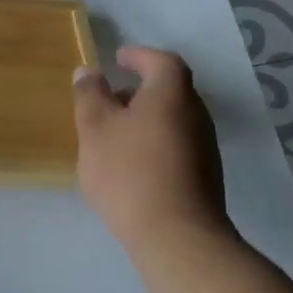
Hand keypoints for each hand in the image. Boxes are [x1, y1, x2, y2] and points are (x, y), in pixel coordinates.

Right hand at [73, 46, 230, 252]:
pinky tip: (131, 165)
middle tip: (110, 98)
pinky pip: (176, 145)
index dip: (140, 56)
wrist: (176, 236)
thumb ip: (90, 95)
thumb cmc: (129, 171)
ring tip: (114, 134)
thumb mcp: (95, 128)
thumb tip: (88, 71)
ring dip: (146, 118)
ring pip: (172, 119)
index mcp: (171, 94)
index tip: (118, 59)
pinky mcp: (204, 177)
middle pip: (169, 90)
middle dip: (140, 89)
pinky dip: (154, 142)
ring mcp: (204, 147)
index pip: (161, 61)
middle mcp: (195, 114)